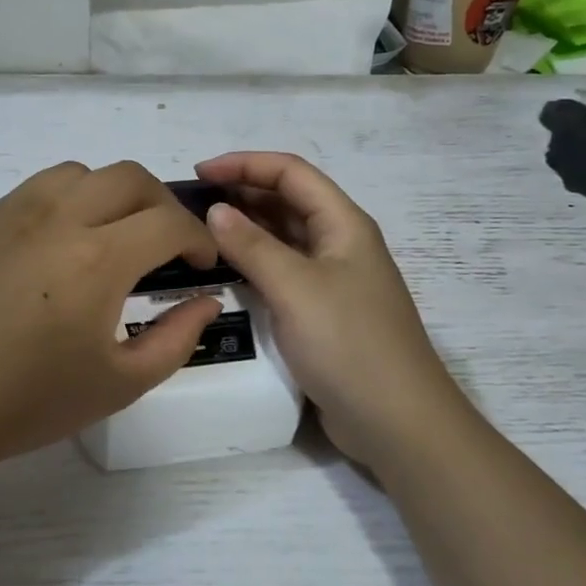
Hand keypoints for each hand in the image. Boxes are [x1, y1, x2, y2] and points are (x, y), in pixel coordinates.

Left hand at [0, 161, 221, 478]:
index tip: (200, 264)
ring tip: (111, 236)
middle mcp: (57, 219)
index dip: (197, 239)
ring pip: (79, 173)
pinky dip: (65, 203)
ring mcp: (11, 215)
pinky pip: (34, 190)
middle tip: (165, 245)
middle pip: (129, 178)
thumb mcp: (121, 383)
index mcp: (97, 259)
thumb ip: (177, 338)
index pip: (168, 222)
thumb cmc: (31, 402)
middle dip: (163, 205)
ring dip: (111, 194)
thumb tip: (205, 300)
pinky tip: (57, 247)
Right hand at [195, 151, 464, 467]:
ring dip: (245, 230)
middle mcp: (339, 244)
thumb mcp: (295, 288)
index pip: (290, 173)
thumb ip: (252, 246)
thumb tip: (215, 210)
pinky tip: (223, 274)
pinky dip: (252, 266)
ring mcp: (331, 281)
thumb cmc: (349, 343)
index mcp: (343, 224)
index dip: (244, 164)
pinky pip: (282, 274)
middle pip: (287, 202)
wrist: (395, 420)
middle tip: (191, 205)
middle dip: (241, 194)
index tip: (199, 173)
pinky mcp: (321, 313)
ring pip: (283, 239)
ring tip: (198, 233)